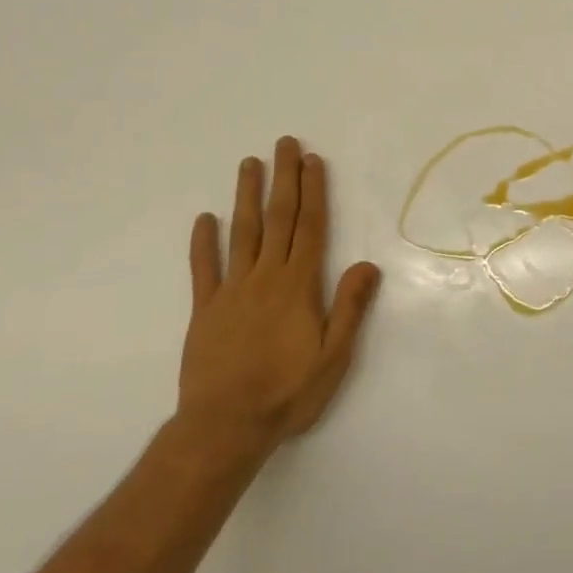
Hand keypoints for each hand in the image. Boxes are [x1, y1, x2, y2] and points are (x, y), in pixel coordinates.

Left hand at [177, 137, 381, 454]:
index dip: (313, 192)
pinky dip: (203, 242)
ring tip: (250, 163)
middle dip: (284, 179)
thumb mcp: (333, 356)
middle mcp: (265, 277)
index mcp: (298, 286)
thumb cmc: (287, 393)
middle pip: (278, 219)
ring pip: (241, 233)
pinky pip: (203, 269)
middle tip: (285, 144)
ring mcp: (231, 291)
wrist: (225, 428)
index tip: (313, 161)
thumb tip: (368, 264)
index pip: (310, 228)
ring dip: (246, 196)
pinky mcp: (205, 310)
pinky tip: (204, 218)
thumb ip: (350, 307)